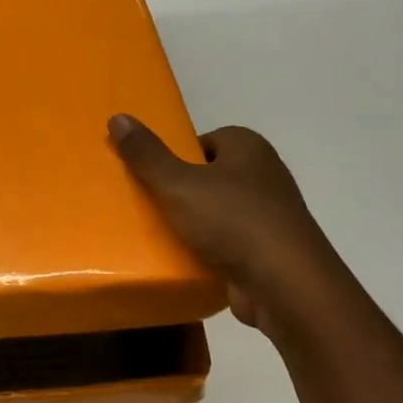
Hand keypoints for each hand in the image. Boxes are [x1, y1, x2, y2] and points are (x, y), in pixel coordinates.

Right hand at [109, 115, 343, 329]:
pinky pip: (228, 242)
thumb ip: (147, 154)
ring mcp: (270, 216)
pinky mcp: (268, 251)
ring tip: (158, 232)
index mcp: (249, 148)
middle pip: (210, 176)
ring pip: (219, 211)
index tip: (151, 174)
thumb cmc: (232, 221)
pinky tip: (183, 258)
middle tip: (147, 203)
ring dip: (193, 222)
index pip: (206, 140)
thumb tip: (118, 117)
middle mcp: (264, 176)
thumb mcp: (178, 184)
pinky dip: (208, 249)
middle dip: (181, 189)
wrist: (285, 285)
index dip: (177, 155)